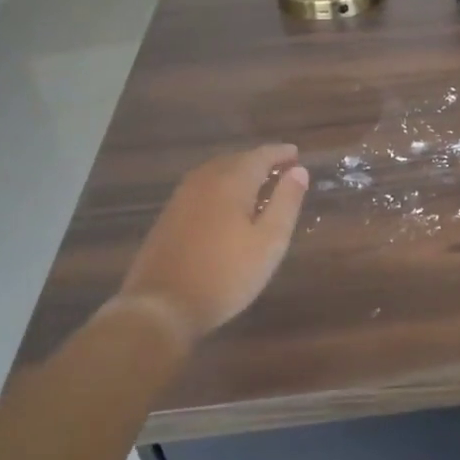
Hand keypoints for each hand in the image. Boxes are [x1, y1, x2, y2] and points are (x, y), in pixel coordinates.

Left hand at [110, 144, 309, 346]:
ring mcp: (182, 197)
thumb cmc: (225, 275)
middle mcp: (204, 180)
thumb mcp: (269, 242)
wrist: (161, 306)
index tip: (297, 154)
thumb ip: (286, 202)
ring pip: (216, 172)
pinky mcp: (169, 215)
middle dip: (260, 161)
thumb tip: (299, 171)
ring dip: (239, 173)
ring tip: (258, 185)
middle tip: (282, 169)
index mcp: (232, 181)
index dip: (280, 153)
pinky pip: (202, 188)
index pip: (261, 155)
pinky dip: (221, 186)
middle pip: (237, 159)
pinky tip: (227, 205)